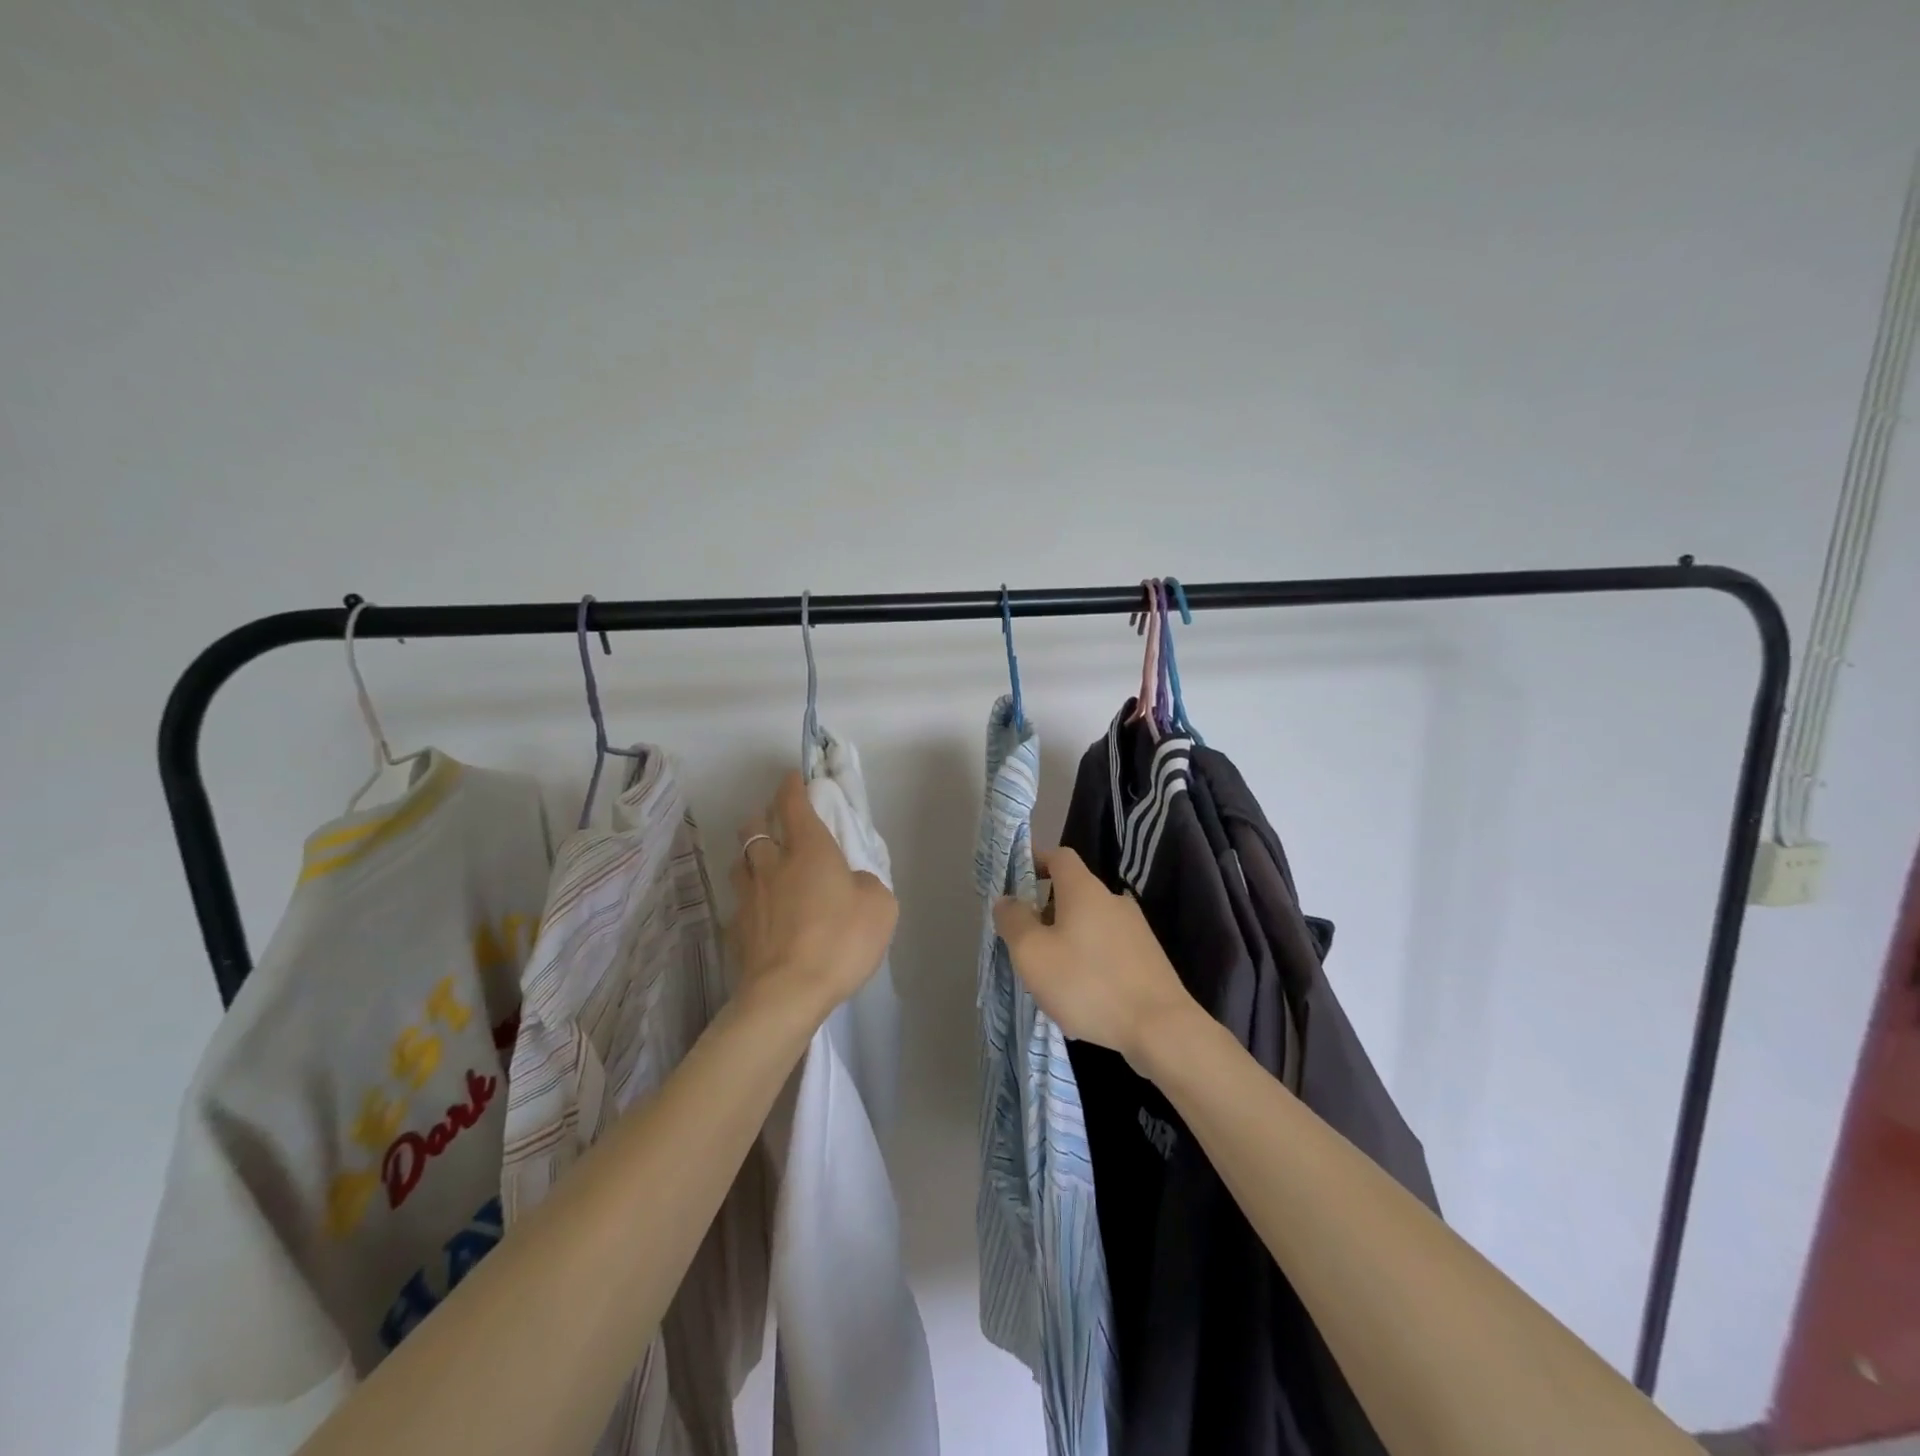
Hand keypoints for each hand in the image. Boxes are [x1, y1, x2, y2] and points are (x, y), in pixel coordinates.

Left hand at [731, 771, 897, 1023]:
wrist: (787, 994)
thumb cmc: (839, 941)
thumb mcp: (879, 906)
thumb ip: (866, 883)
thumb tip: (851, 881)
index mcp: (810, 850)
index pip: (794, 804)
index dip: (793, 786)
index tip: (794, 778)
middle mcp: (772, 864)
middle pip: (755, 826)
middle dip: (764, 817)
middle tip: (777, 824)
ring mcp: (748, 896)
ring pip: (741, 861)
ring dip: (751, 855)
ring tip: (765, 866)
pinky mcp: (735, 929)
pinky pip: (739, 903)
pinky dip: (750, 900)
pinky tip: (760, 914)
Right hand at [993, 846, 1198, 1069]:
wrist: (1161, 1028)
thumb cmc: (1087, 983)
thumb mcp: (1033, 953)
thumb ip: (1014, 921)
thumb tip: (1006, 900)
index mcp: (1084, 890)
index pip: (1059, 856)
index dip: (1036, 862)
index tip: (1016, 883)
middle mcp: (1113, 900)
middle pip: (1073, 893)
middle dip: (1046, 913)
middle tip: (1026, 943)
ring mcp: (1136, 929)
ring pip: (1089, 925)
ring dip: (1066, 942)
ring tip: (1051, 979)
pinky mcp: (1148, 958)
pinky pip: (1107, 950)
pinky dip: (1089, 964)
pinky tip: (1082, 999)